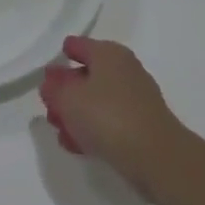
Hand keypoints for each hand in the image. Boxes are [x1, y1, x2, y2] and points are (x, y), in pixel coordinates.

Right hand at [39, 36, 189, 199]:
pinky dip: (93, 130)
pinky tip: (79, 146)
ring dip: (77, 114)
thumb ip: (53, 88)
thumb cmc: (108, 117)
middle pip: (86, 75)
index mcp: (108, 53)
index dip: (60, 57)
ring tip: (62, 132)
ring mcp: (136, 98)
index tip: (47, 74)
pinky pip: (110, 121)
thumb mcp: (68, 99)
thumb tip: (52, 81)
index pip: (77, 45)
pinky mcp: (142, 126)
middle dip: (66, 92)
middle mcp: (124, 70)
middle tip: (50, 108)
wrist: (158, 159)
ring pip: (97, 101)